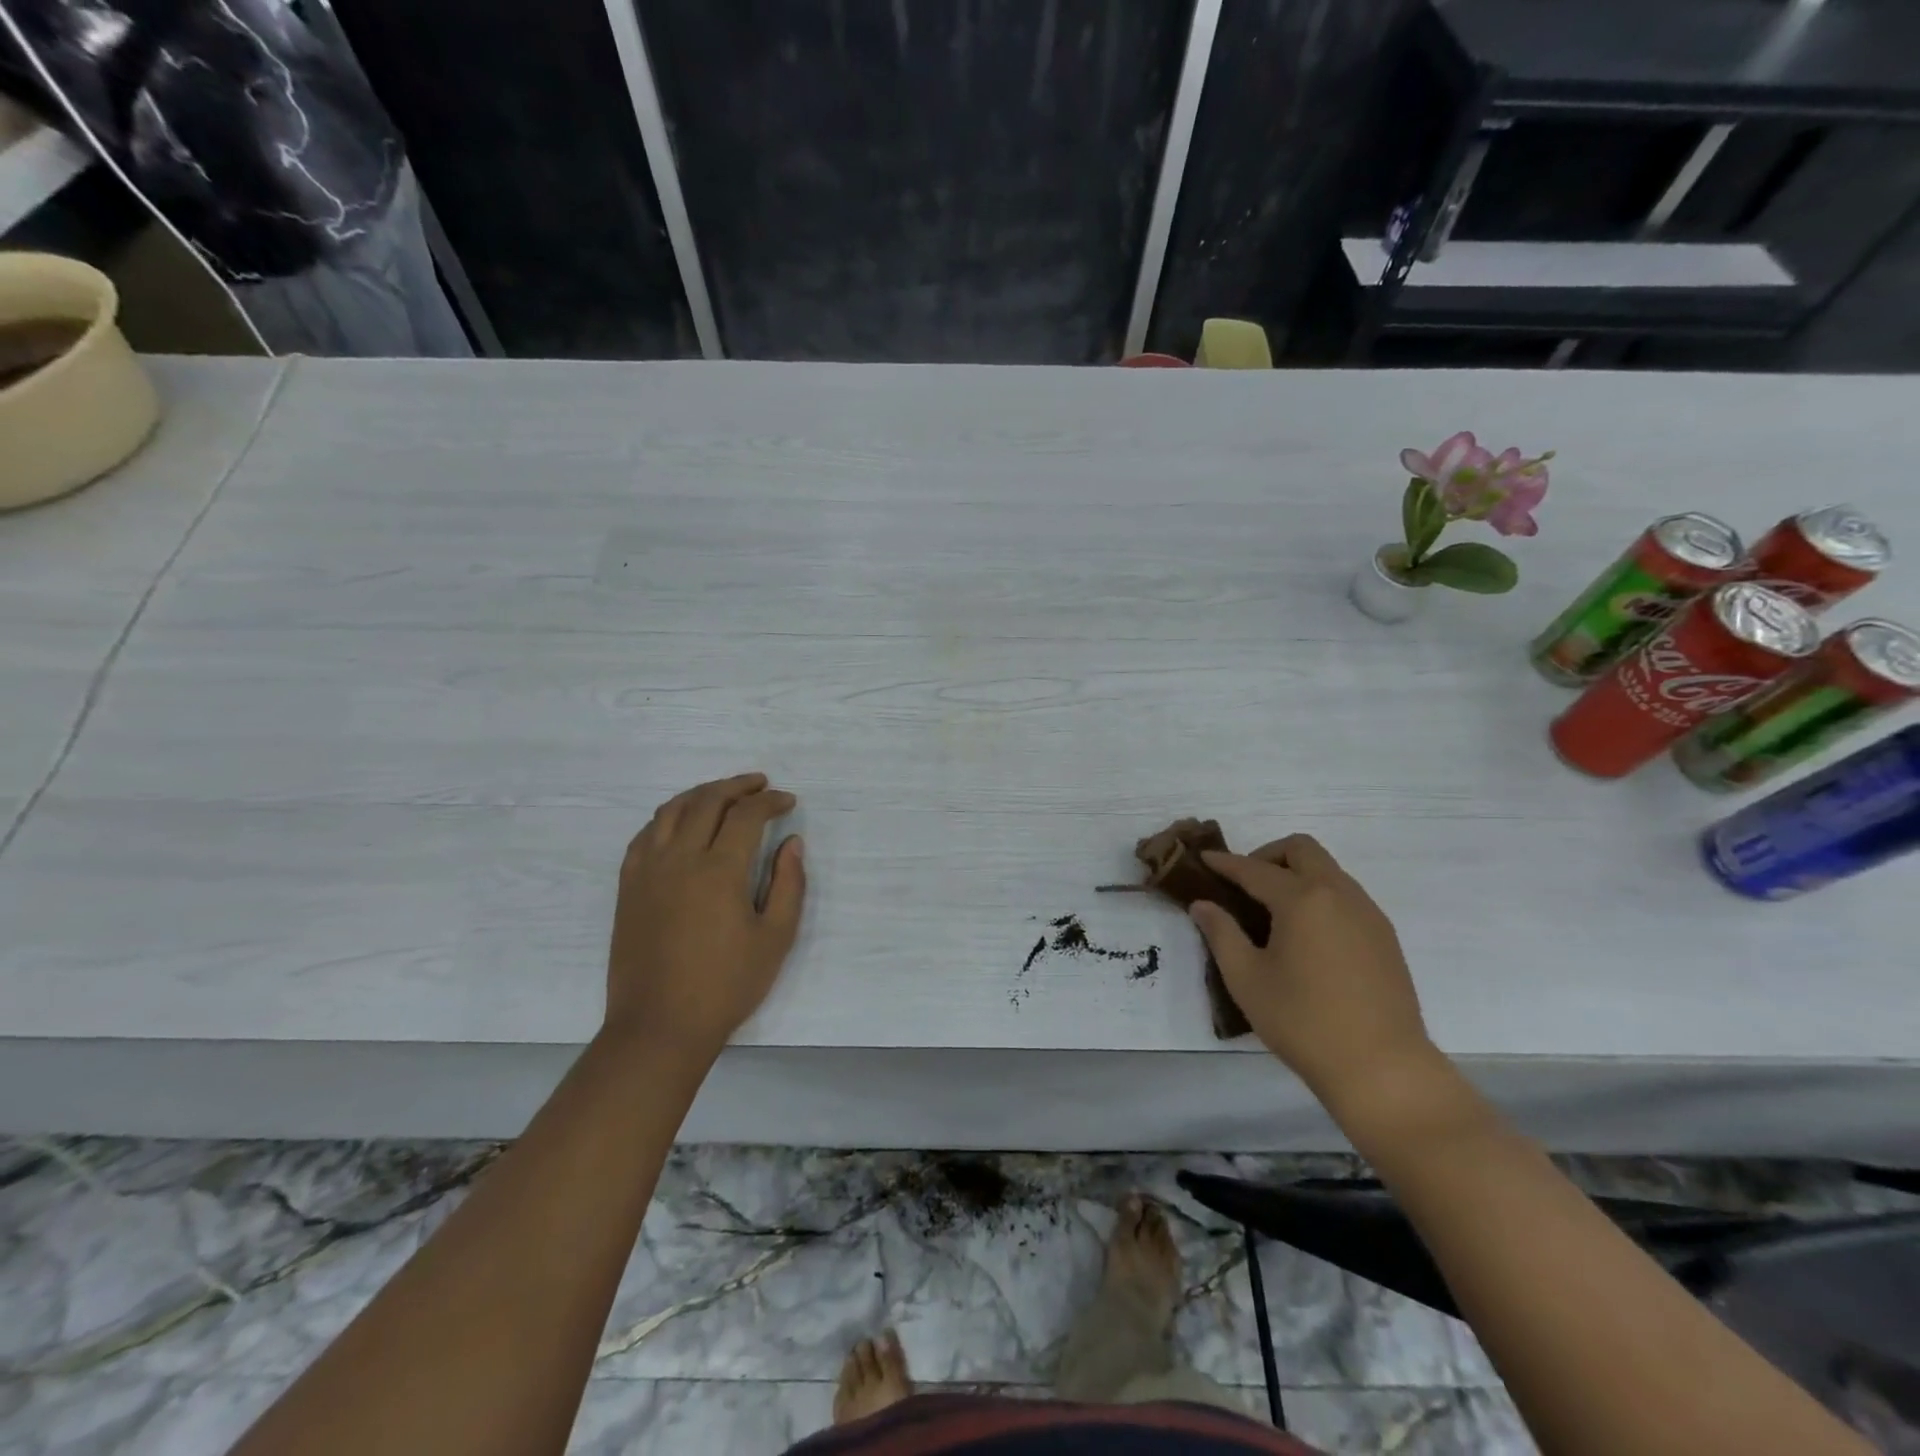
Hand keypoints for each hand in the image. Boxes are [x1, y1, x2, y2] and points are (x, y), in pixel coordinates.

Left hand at [603, 773, 804, 1061]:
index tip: (788, 802)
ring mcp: (648, 870)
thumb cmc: (726, 985)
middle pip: (707, 801)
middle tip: (760, 785)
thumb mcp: (775, 939)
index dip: (770, 801)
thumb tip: (792, 843)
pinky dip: (668, 817)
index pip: (746, 815)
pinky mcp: (628, 886)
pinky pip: (644, 834)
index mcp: (719, 870)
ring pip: (671, 810)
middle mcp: (680, 859)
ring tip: (723, 794)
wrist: (659, 1026)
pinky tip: (681, 824)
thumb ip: (789, 885)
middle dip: (738, 786)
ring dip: (701, 793)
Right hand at [1188, 835, 1435, 1109]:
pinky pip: (1346, 895)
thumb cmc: (1303, 1022)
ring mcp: (1367, 913)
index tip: (1204, 860)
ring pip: (1328, 870)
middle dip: (1268, 855)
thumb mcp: (1246, 979)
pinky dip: (1319, 895)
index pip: (1255, 869)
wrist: (1382, 1068)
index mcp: (1302, 899)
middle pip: (1302, 850)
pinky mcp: (1384, 936)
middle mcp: (1339, 894)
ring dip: (1297, 874)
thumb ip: (1221, 933)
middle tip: (1244, 883)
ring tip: (1272, 910)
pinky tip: (1305, 933)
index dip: (1225, 863)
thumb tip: (1203, 904)